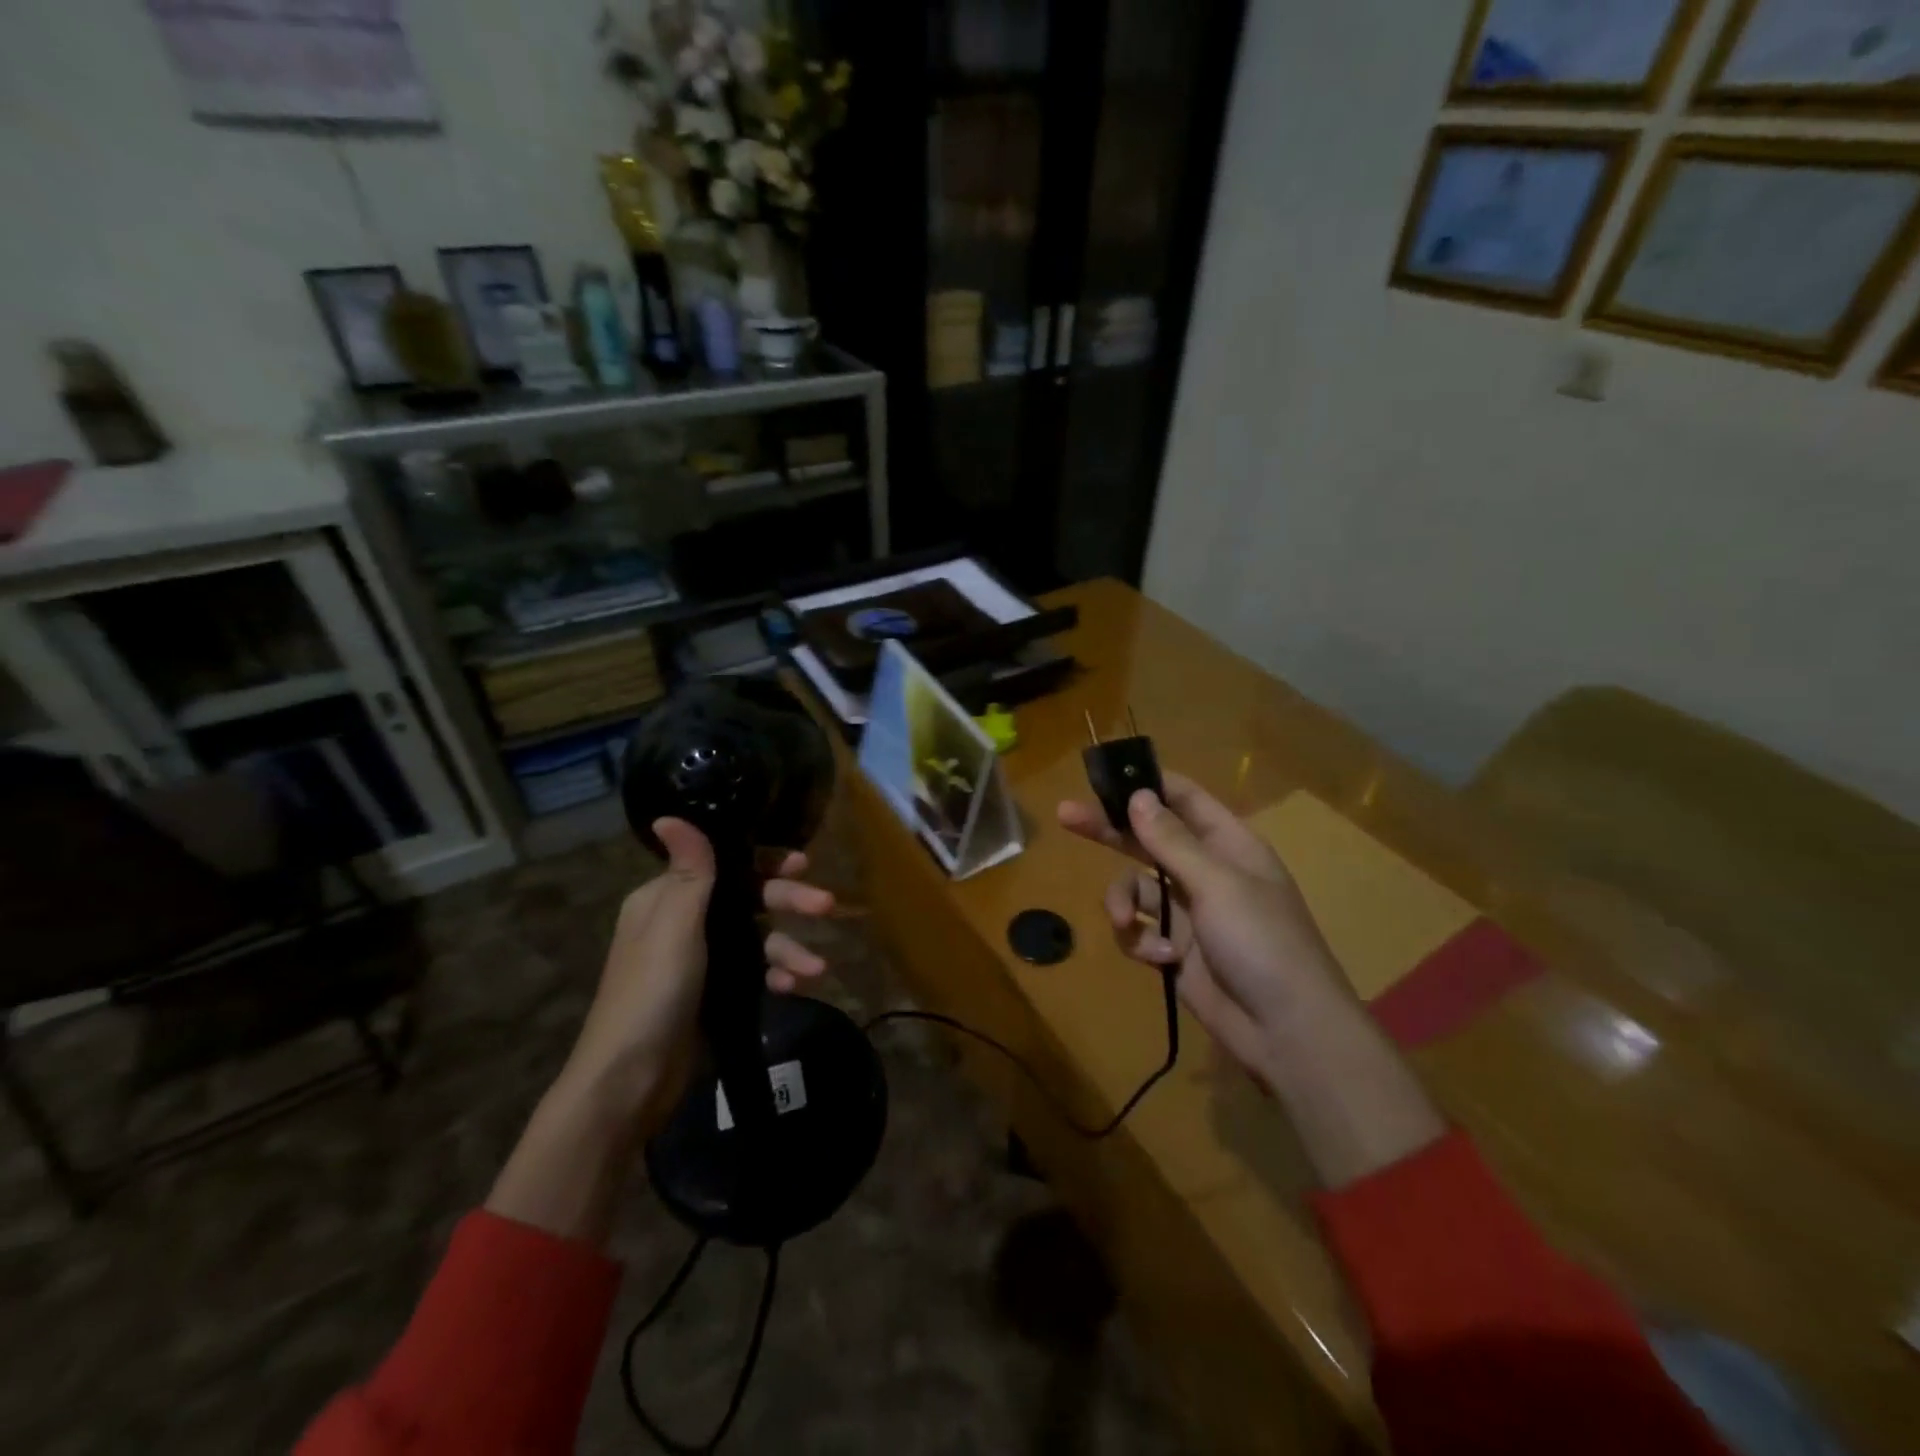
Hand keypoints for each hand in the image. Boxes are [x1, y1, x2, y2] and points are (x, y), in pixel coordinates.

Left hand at [558, 817, 834, 1131]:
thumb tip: (667, 813)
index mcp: (667, 899)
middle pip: (749, 901)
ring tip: (816, 968)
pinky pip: (756, 973)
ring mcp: (703, 961)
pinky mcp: (717, 994)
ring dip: (789, 949)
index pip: (725, 866)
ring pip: (758, 939)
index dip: (766, 863)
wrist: (629, 1081)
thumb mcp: (674, 926)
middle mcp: (686, 923)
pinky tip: (796, 986)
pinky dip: (777, 976)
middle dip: (789, 903)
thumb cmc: (652, 992)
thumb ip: (688, 871)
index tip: (803, 864)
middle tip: (827, 906)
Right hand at [1059, 774, 1444, 1186]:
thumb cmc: (1261, 942)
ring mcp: (1190, 913)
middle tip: (1066, 816)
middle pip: (1148, 839)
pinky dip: (1142, 943)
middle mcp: (1206, 872)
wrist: (1287, 1031)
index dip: (1148, 784)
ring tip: (1127, 923)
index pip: (1185, 799)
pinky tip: (1161, 959)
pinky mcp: (1176, 951)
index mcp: (1228, 845)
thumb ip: (1171, 841)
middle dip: (1109, 831)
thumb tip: (1137, 796)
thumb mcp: (1217, 884)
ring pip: (1136, 888)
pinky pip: (1141, 931)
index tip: (1106, 776)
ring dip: (1124, 903)